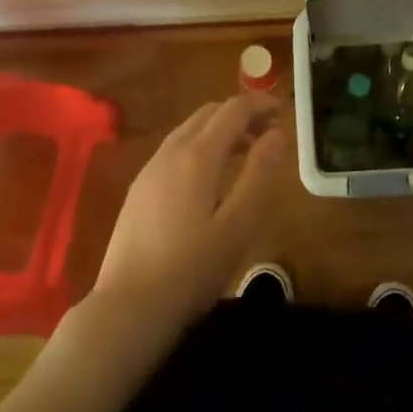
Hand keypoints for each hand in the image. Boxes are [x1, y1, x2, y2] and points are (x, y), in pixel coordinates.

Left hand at [93, 93, 283, 334]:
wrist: (129, 307)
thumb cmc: (192, 269)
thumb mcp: (238, 225)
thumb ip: (259, 174)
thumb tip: (276, 134)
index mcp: (197, 156)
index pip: (232, 110)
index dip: (259, 104)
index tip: (283, 111)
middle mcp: (170, 152)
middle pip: (208, 114)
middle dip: (240, 114)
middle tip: (267, 132)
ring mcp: (149, 170)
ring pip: (188, 130)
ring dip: (219, 130)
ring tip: (244, 153)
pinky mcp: (138, 190)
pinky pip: (174, 150)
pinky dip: (200, 146)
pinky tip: (209, 178)